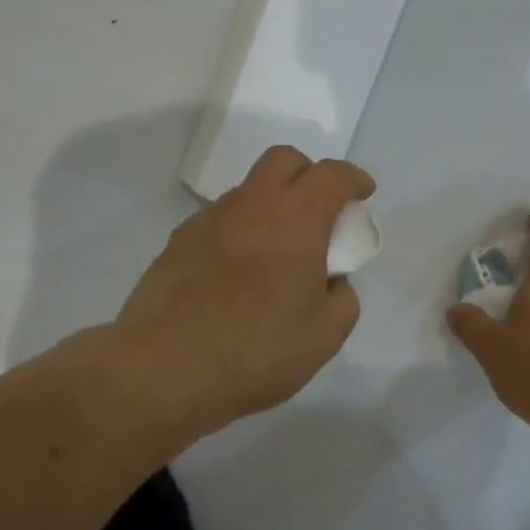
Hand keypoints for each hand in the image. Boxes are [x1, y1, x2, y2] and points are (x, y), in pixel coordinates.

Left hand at [115, 146, 374, 430]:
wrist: (165, 369)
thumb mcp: (325, 335)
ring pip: (248, 190)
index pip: (332, 175)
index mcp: (296, 218)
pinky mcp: (178, 241)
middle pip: (283, 160)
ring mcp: (209, 219)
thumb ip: (342, 298)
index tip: (363, 193)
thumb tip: (331, 280)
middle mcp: (252, 205)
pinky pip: (219, 220)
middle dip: (308, 173)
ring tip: (276, 250)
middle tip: (319, 210)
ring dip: (270, 204)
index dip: (353, 178)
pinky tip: (237, 273)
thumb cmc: (257, 350)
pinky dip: (239, 231)